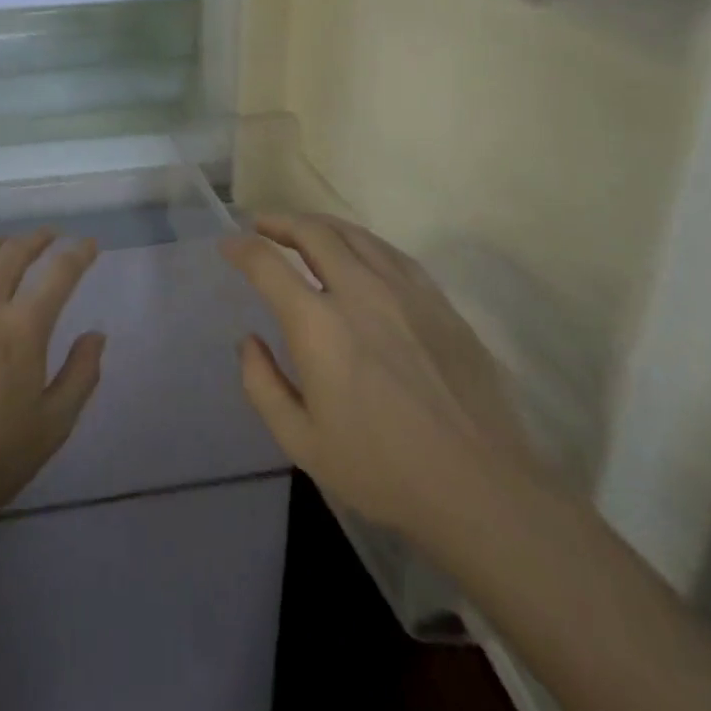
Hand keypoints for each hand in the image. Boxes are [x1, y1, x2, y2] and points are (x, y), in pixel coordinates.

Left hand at [0, 229, 105, 524]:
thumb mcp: (51, 427)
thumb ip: (80, 376)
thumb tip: (97, 335)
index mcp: (22, 328)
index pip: (59, 274)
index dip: (78, 254)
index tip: (88, 244)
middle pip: (13, 253)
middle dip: (36, 239)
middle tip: (47, 236)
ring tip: (4, 244)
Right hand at [221, 214, 549, 556]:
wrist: (482, 489)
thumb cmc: (383, 470)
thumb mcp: (301, 443)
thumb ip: (263, 385)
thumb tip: (249, 341)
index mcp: (318, 325)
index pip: (268, 264)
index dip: (241, 248)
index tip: (228, 244)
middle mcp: (359, 292)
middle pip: (312, 232)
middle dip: (279, 221)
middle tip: (261, 225)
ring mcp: (405, 291)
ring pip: (354, 234)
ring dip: (319, 225)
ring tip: (304, 230)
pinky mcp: (439, 302)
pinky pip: (392, 253)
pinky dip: (362, 242)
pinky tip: (358, 252)